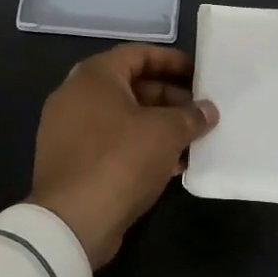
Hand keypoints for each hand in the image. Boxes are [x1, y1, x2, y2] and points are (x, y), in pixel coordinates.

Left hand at [28, 44, 218, 267]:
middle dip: (170, 98)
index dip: (172, 61)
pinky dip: (140, 147)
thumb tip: (208, 111)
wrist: (72, 222)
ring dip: (159, 126)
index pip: (139, 54)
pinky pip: (112, 143)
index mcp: (94, 76)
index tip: (199, 75)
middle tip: (200, 112)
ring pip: (124, 118)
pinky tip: (172, 164)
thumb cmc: (121, 159)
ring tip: (193, 139)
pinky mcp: (72, 162)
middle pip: (131, 86)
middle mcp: (76, 96)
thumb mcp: (166, 132)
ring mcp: (69, 131)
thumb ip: (191, 116)